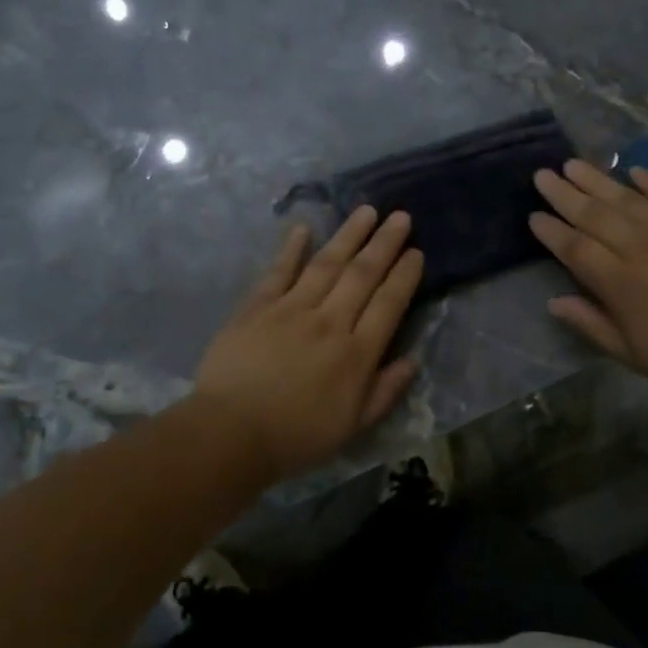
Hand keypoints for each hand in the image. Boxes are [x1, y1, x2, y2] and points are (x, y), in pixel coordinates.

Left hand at [194, 207, 424, 483]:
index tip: (416, 252)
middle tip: (400, 216)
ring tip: (366, 211)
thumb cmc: (296, 436)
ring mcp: (291, 309)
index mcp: (356, 353)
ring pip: (327, 263)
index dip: (405, 275)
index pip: (389, 304)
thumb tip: (412, 360)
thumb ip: (385, 391)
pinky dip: (292, 248)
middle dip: (384, 243)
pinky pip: (279, 271)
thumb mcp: (353, 426)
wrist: (231, 434)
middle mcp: (329, 322)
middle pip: (363, 274)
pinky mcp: (257, 306)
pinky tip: (303, 227)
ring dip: (348, 235)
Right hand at [529, 159, 647, 404]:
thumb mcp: (635, 355)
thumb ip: (592, 325)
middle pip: (594, 215)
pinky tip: (634, 170)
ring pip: (626, 199)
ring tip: (573, 163)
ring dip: (597, 179)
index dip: (551, 231)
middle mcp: (640, 248)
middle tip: (542, 175)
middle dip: (564, 194)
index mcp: (619, 283)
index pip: (575, 248)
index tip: (533, 215)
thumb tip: (554, 302)